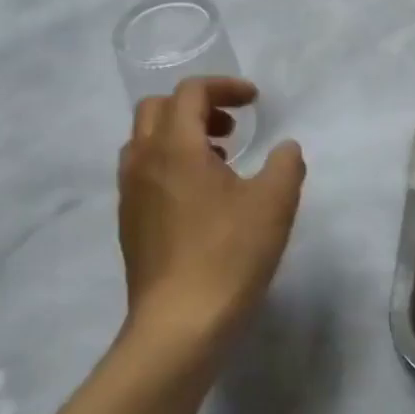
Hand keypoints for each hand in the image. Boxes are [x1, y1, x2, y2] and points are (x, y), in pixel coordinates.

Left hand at [117, 77, 305, 351]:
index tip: (254, 101)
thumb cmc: (228, 256)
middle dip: (197, 106)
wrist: (178, 327)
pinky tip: (202, 198)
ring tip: (220, 161)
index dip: (225, 86)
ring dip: (181, 135)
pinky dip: (170, 164)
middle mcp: (144, 161)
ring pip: (146, 141)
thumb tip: (285, 149)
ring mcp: (130, 194)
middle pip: (158, 108)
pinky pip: (144, 172)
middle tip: (231, 128)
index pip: (190, 92)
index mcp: (175, 146)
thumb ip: (286, 164)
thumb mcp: (274, 204)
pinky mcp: (129, 223)